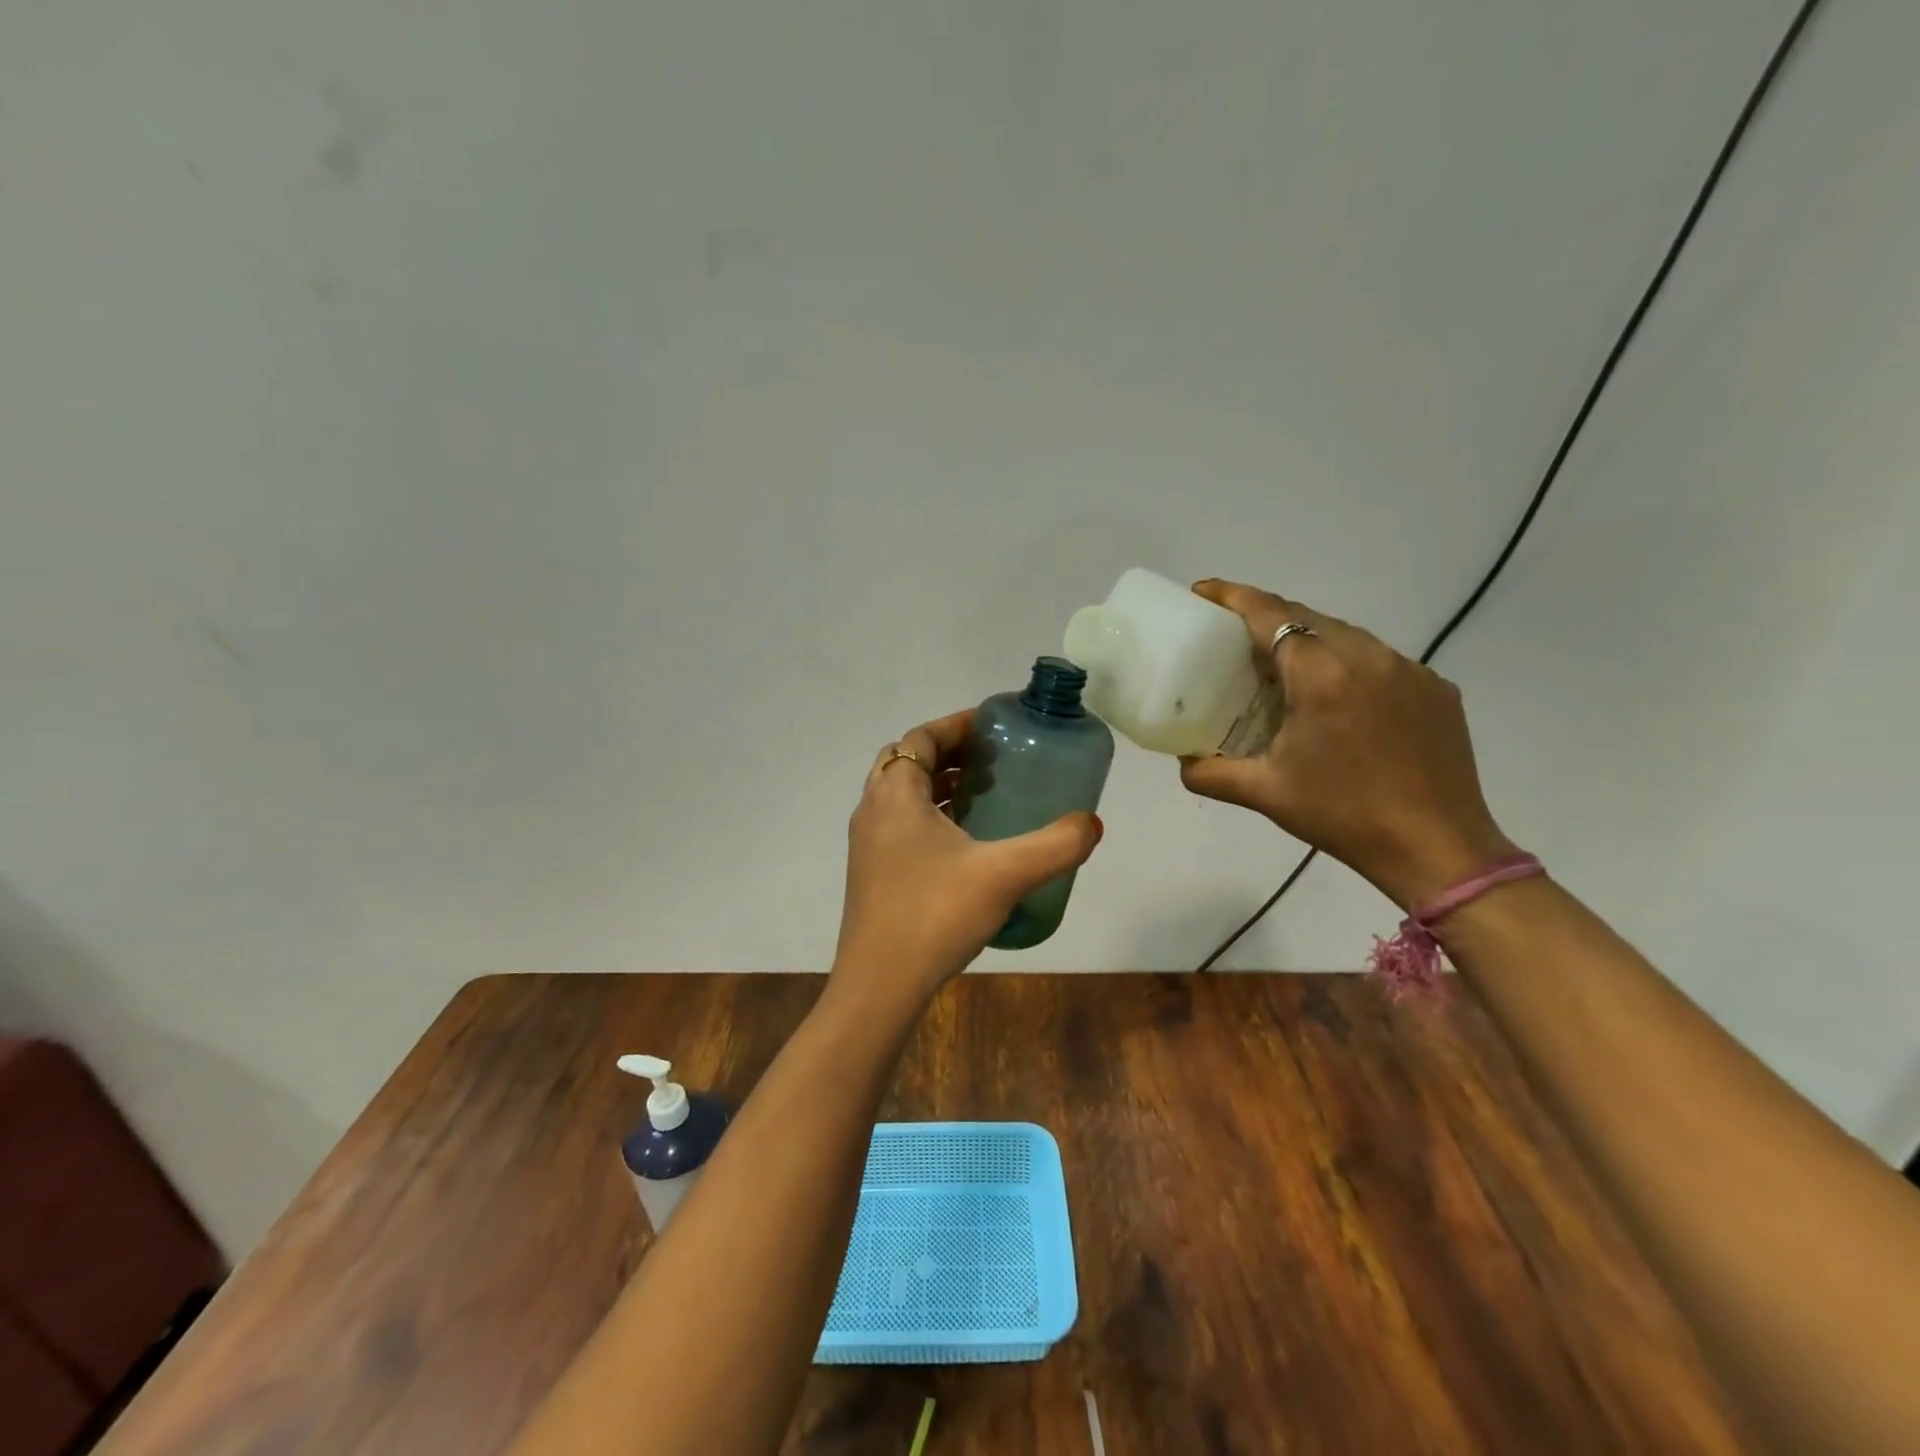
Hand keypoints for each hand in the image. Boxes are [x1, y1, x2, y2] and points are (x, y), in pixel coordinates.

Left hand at [832, 710, 1102, 1006]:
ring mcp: (866, 845)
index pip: (920, 738)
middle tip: (993, 761)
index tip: (993, 726)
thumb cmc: (935, 915)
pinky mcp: (870, 875)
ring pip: (901, 796)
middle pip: (907, 762)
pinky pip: (899, 826)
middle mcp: (873, 811)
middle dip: (949, 753)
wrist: (879, 986)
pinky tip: (965, 846)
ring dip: (938, 786)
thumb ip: (1055, 845)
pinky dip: (929, 817)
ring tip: (984, 796)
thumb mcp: (1005, 874)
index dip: (956, 725)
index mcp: (895, 795)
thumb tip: (1092, 824)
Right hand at [1179, 580, 1514, 909]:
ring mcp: (1408, 669)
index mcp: (1321, 675)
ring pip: (1346, 634)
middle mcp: (1367, 657)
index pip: (1269, 615)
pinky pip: (1379, 659)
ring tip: (1281, 665)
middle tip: (1232, 635)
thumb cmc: (1341, 815)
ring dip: (1308, 638)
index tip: (1204, 591)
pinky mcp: (1435, 688)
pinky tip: (1336, 696)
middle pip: (1307, 616)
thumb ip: (1211, 773)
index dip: (1233, 596)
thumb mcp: (1265, 793)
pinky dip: (1347, 663)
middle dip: (1265, 615)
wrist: (1437, 848)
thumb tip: (1183, 762)